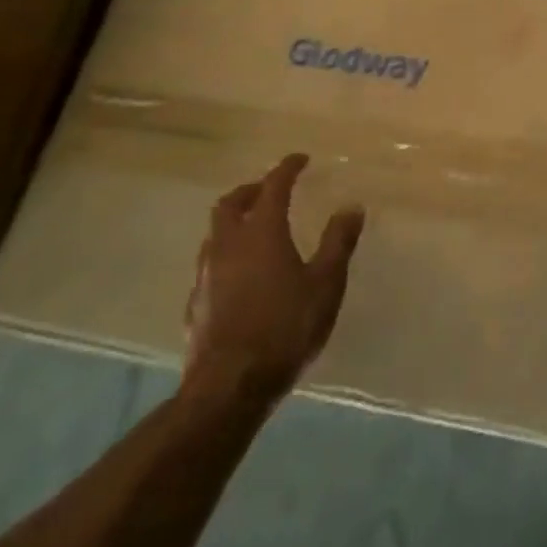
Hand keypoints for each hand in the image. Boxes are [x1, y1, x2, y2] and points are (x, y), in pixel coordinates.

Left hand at [182, 154, 364, 407]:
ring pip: (215, 233)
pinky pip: (209, 265)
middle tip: (269, 190)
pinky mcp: (195, 304)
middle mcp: (228, 244)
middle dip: (251, 190)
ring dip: (234, 222)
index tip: (300, 159)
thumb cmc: (285, 327)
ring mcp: (206, 274)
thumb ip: (338, 243)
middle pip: (231, 203)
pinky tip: (238, 275)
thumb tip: (351, 207)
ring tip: (254, 230)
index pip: (273, 186)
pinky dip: (225, 256)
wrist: (229, 386)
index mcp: (262, 232)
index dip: (287, 168)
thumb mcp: (325, 284)